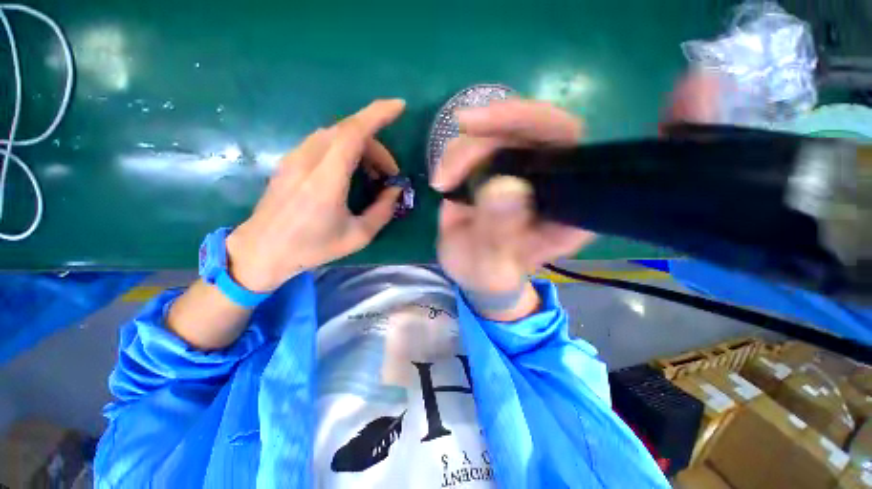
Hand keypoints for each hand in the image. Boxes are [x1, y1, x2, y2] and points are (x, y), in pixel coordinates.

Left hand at [226, 99, 405, 292]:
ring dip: (361, 147)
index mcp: (326, 180)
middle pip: (348, 132)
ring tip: (372, 175)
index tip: (399, 106)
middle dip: (376, 146)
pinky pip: (324, 143)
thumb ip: (382, 211)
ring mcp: (295, 157)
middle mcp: (308, 160)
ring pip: (336, 135)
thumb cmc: (312, 248)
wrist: (262, 250)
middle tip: (389, 174)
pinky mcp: (290, 161)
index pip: (353, 133)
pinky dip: (345, 150)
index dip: (377, 114)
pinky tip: (351, 173)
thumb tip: (395, 190)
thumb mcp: (358, 236)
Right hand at [431, 100, 595, 297]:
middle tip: (464, 124)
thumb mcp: (492, 264)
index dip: (540, 124)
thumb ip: (499, 232)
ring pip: (503, 133)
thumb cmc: (488, 274)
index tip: (496, 123)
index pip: (571, 148)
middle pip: (539, 129)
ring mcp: (522, 172)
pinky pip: (478, 145)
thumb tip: (503, 186)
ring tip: (443, 181)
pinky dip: (455, 155)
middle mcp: (551, 183)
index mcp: (568, 208)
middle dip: (500, 123)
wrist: (472, 271)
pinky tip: (443, 180)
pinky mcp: (496, 170)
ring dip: (467, 148)